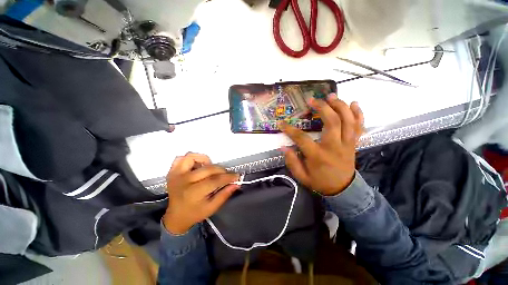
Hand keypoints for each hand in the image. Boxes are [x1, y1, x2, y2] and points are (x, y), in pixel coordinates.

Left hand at [163, 153, 239, 234]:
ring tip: (210, 168)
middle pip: (208, 169)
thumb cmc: (194, 213)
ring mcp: (176, 174)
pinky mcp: (172, 172)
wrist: (175, 217)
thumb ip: (224, 195)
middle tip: (226, 175)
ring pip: (192, 157)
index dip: (228, 177)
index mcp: (193, 193)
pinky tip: (198, 166)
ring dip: (205, 160)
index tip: (236, 176)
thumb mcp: (212, 208)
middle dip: (221, 170)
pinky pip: (181, 158)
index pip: (215, 180)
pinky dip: (191, 158)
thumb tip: (236, 184)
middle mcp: (184, 181)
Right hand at [280, 94, 363, 195]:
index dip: (290, 130)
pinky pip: (359, 126)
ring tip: (331, 96)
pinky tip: (353, 103)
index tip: (281, 123)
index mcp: (318, 156)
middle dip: (322, 108)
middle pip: (332, 122)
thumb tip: (283, 147)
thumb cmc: (320, 182)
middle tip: (312, 100)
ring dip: (340, 106)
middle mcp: (334, 147)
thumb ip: (292, 162)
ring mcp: (347, 144)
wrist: (343, 190)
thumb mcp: (302, 177)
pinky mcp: (354, 143)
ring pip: (348, 121)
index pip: (302, 139)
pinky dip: (358, 113)